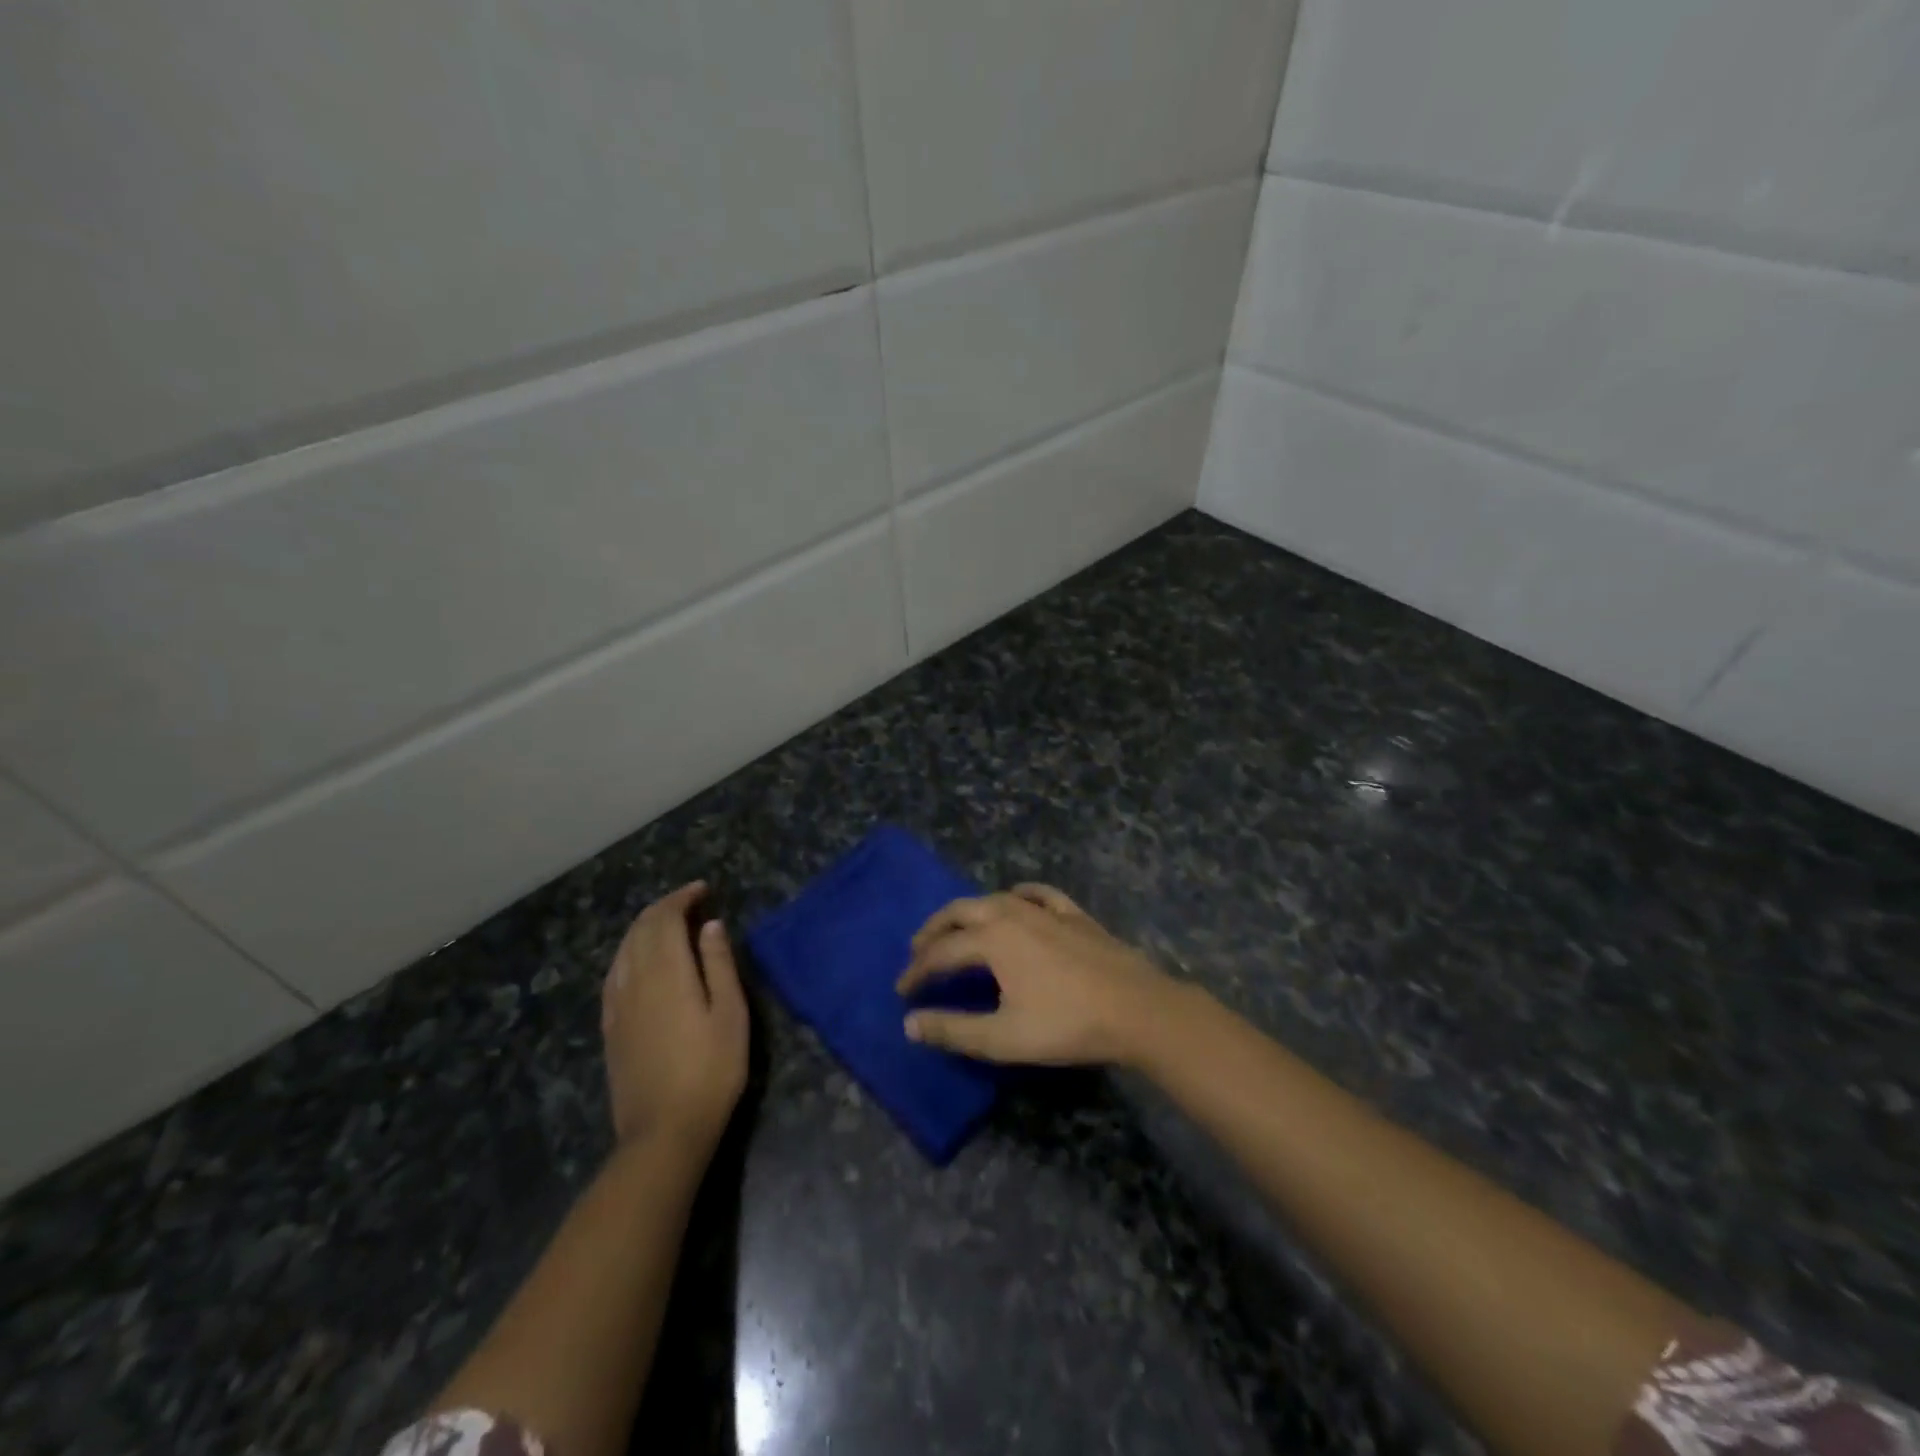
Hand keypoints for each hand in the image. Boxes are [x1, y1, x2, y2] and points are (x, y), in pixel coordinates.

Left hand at [601, 881, 748, 1157]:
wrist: (663, 1132)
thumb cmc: (711, 1071)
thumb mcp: (730, 1014)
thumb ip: (719, 964)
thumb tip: (710, 925)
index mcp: (667, 972)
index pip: (664, 919)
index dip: (682, 897)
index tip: (703, 889)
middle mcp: (634, 980)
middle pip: (640, 929)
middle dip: (663, 908)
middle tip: (691, 902)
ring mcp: (617, 1005)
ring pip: (623, 949)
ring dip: (645, 928)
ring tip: (670, 925)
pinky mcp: (610, 1027)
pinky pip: (614, 974)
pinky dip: (629, 953)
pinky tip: (640, 962)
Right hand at [895, 884, 1179, 1066]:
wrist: (1137, 1009)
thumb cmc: (1066, 1024)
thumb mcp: (1003, 1037)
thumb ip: (953, 1030)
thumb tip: (910, 1023)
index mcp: (992, 939)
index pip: (941, 953)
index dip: (918, 972)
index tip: (902, 991)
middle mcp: (1012, 913)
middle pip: (961, 912)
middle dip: (934, 930)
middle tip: (917, 950)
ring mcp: (1046, 910)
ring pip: (994, 899)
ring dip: (968, 913)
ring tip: (956, 929)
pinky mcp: (1073, 914)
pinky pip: (1037, 894)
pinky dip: (1017, 895)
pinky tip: (1016, 899)